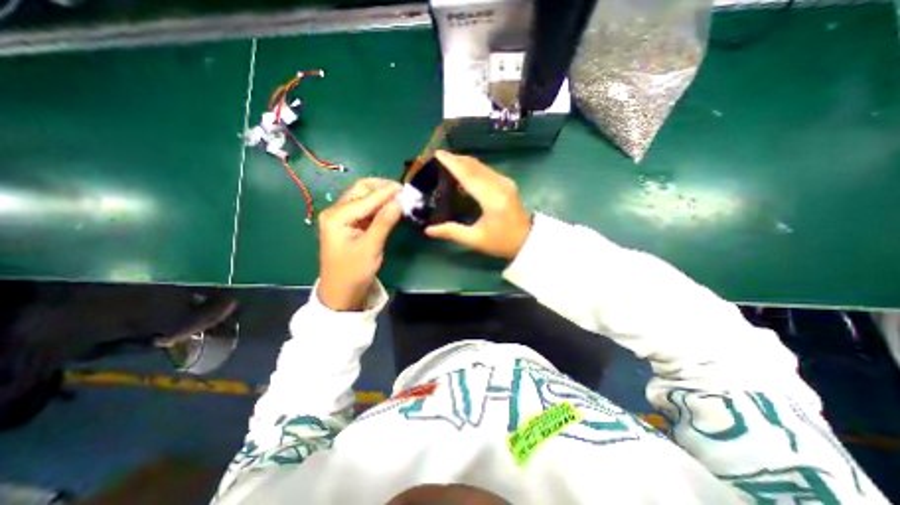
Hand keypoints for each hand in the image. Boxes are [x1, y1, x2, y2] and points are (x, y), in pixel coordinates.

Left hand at [316, 178, 399, 311]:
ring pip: (363, 198)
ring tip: (400, 197)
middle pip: (361, 191)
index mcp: (337, 217)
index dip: (387, 192)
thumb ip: (384, 222)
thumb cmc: (353, 273)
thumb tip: (399, 201)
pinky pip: (365, 209)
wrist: (340, 293)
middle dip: (382, 188)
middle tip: (403, 191)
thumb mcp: (370, 248)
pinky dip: (378, 206)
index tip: (406, 187)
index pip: (366, 198)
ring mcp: (341, 217)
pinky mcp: (348, 224)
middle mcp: (336, 212)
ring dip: (381, 195)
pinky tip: (390, 207)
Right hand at [425, 149, 528, 259]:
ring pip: (481, 166)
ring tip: (448, 161)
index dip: (452, 163)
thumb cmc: (502, 242)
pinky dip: (473, 168)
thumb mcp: (475, 239)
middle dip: (456, 159)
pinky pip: (486, 170)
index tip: (437, 154)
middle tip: (439, 156)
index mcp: (491, 198)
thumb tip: (428, 230)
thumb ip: (451, 232)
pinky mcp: (507, 183)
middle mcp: (499, 185)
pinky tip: (465, 171)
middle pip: (475, 166)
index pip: (468, 175)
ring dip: (464, 162)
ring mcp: (505, 182)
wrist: (528, 241)